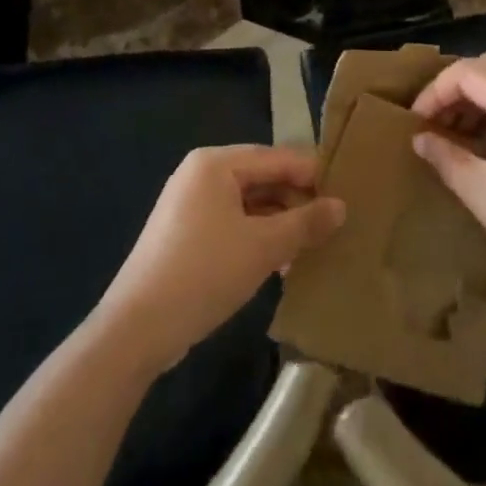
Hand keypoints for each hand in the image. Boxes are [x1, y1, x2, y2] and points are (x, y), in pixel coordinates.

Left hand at [96, 145, 344, 370]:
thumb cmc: (204, 272)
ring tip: (313, 248)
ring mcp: (190, 205)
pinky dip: (257, 238)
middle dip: (296, 202)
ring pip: (248, 205)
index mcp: (215, 163)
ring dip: (280, 224)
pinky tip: (281, 265)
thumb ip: (305, 223)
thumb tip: (341, 207)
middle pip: (262, 178)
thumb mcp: (263, 247)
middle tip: (334, 225)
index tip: (347, 194)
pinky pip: (232, 224)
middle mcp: (200, 174)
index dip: (312, 175)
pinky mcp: (185, 235)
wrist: (137, 329)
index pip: (276, 157)